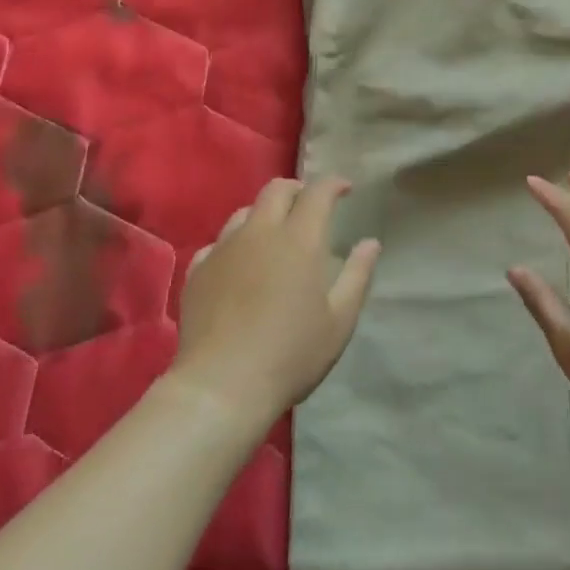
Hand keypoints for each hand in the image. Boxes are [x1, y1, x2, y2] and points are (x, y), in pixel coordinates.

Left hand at [170, 176, 380, 428]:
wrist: (222, 386)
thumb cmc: (291, 354)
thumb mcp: (339, 321)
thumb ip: (357, 275)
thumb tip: (370, 243)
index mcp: (299, 239)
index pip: (318, 192)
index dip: (333, 184)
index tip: (345, 189)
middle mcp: (260, 232)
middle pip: (276, 190)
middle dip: (297, 190)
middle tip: (309, 205)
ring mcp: (224, 249)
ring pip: (244, 213)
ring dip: (264, 214)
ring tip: (274, 235)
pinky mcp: (198, 270)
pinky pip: (218, 243)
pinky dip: (235, 244)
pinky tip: (239, 265)